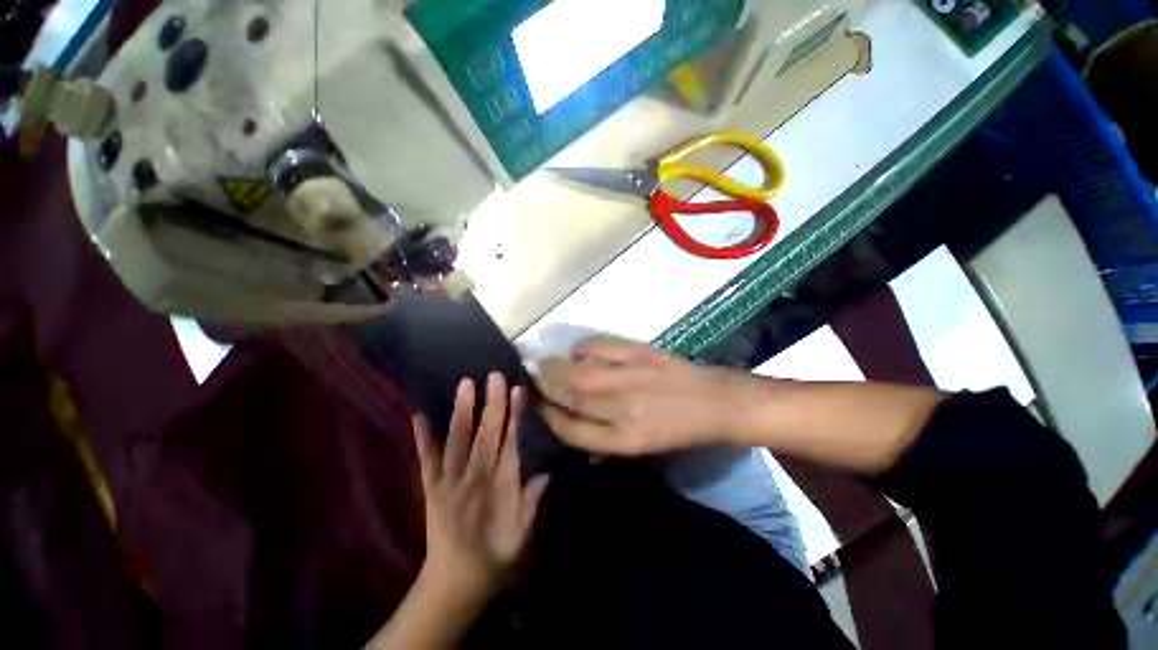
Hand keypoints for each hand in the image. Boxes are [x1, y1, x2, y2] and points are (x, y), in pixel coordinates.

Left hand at [411, 373, 549, 601]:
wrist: (456, 582)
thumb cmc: (496, 555)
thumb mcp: (523, 533)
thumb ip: (533, 500)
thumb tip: (545, 470)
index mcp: (501, 484)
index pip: (510, 441)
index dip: (515, 415)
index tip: (518, 391)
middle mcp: (475, 476)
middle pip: (485, 434)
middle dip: (492, 403)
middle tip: (494, 375)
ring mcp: (449, 481)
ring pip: (457, 440)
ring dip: (462, 411)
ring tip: (465, 384)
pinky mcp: (430, 488)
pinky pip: (426, 460)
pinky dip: (422, 438)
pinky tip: (418, 415)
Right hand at [537, 336, 754, 455]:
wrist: (717, 404)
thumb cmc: (679, 432)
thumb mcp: (643, 448)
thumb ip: (607, 437)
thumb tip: (573, 420)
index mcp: (624, 441)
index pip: (572, 430)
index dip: (549, 415)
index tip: (536, 404)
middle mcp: (623, 411)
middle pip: (572, 397)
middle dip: (545, 387)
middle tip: (529, 377)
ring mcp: (632, 379)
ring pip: (581, 373)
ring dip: (556, 367)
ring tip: (542, 362)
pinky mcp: (643, 355)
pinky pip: (604, 347)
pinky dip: (584, 347)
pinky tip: (576, 350)